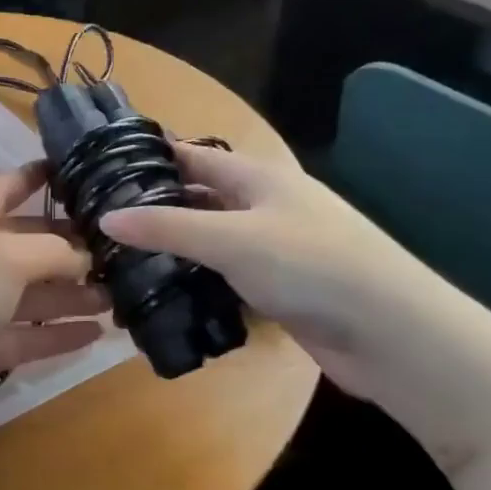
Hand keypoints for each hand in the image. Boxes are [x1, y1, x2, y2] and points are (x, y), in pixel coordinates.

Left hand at [0, 163, 107, 455]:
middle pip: (24, 247)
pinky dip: (58, 335)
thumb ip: (51, 251)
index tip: (74, 170)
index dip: (33, 178)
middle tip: (119, 251)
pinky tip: (96, 333)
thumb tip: (83, 258)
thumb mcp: (4, 256)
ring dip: (71, 295)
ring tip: (119, 294)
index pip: (1, 190)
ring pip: (30, 296)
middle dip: (68, 247)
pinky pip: (27, 338)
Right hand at [100, 144, 445, 401]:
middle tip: (99, 219)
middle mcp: (265, 205)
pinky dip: (196, 277)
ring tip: (118, 256)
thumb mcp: (231, 239)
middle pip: (200, 196)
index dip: (151, 157)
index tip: (101, 168)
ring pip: (210, 237)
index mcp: (259, 177)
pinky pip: (225, 272)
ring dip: (173, 244)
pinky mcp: (278, 287)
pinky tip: (163, 290)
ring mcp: (274, 247)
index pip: (193, 156)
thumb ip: (166, 227)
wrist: (391, 334)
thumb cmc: (311, 266)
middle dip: (155, 204)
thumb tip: (105, 218)